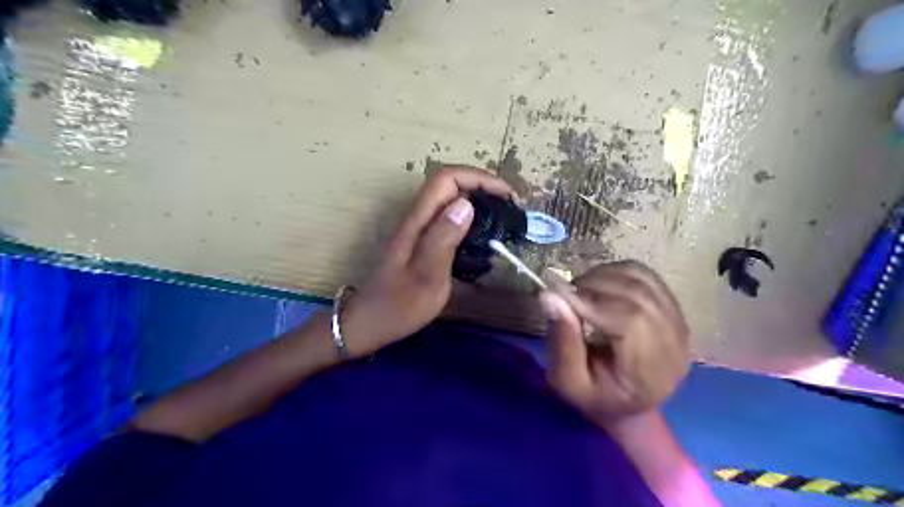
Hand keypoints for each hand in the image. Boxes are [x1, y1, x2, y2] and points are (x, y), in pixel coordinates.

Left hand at [340, 166, 511, 355]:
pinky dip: (471, 219)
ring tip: (503, 218)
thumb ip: (443, 239)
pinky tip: (483, 237)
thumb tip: (466, 204)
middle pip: (450, 184)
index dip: (479, 177)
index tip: (507, 195)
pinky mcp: (423, 242)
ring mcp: (419, 229)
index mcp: (418, 221)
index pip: (447, 179)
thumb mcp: (426, 276)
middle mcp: (418, 218)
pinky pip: (449, 219)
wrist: (371, 322)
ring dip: (479, 200)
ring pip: (451, 200)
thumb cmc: (399, 305)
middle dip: (483, 186)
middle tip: (511, 207)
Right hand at [535, 262, 693, 430]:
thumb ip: (561, 341)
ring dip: (603, 276)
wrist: (628, 404)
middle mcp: (674, 344)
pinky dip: (616, 272)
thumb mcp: (567, 381)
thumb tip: (549, 295)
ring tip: (580, 291)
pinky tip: (599, 286)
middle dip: (594, 285)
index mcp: (650, 373)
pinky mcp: (673, 307)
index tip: (559, 294)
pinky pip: (644, 275)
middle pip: (637, 294)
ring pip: (641, 278)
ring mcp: (678, 322)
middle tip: (565, 293)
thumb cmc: (594, 396)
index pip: (630, 320)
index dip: (592, 301)